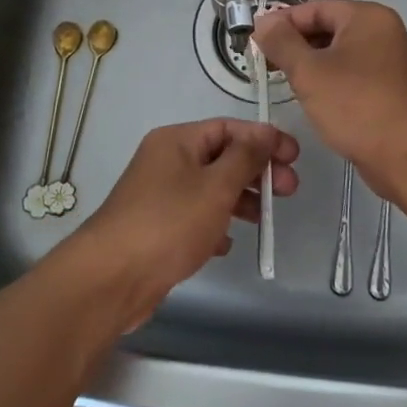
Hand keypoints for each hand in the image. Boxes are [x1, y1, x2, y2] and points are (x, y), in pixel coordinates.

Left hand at [62, 119, 298, 326]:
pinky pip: (195, 216)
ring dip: (240, 199)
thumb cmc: (169, 223)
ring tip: (266, 219)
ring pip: (210, 188)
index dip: (264, 139)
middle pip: (221, 157)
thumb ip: (246, 157)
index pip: (229, 128)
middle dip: (257, 171)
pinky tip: (229, 243)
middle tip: (289, 191)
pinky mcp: (157, 228)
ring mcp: (159, 195)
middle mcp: (166, 161)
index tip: (295, 157)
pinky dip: (216, 224)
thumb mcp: (216, 186)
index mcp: (177, 141)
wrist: (111, 278)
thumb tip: (266, 132)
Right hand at [251, 0, 406, 196]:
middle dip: (297, 45)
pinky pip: (355, 74)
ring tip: (286, 82)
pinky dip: (333, 80)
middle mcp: (385, 31)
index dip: (283, 22)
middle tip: (267, 64)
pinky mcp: (394, 89)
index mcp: (368, 17)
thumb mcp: (308, 71)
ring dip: (313, 65)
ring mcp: (393, 61)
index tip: (256, 41)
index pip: (316, 8)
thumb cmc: (355, 105)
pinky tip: (315, 99)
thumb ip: (282, 42)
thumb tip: (264, 21)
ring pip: (342, 53)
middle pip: (330, 28)